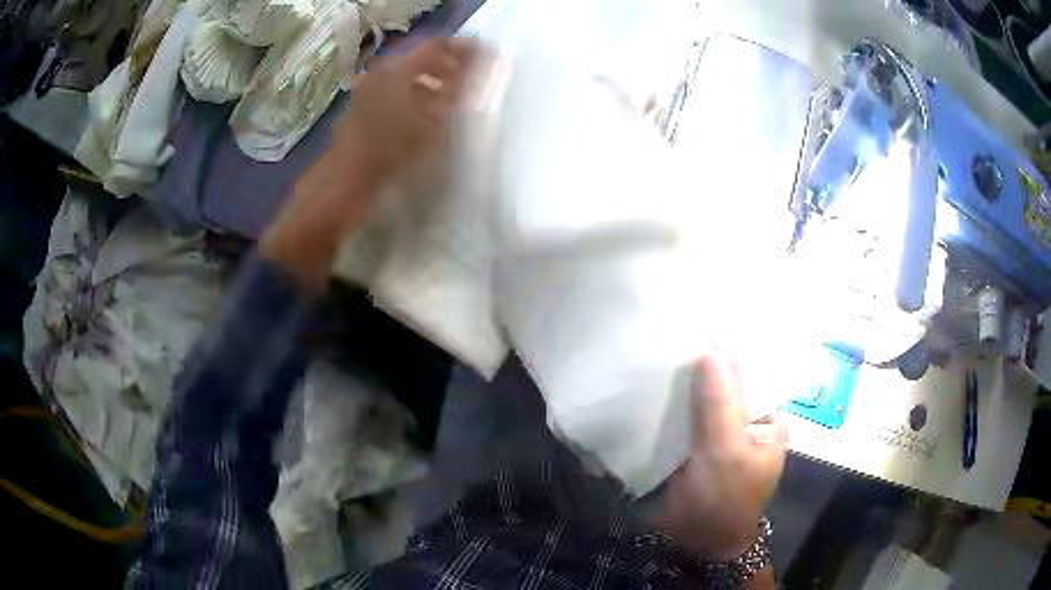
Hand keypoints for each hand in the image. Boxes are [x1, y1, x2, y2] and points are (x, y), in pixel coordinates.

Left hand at [262, 37, 481, 290]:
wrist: (346, 189)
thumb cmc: (393, 156)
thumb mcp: (435, 123)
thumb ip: (458, 90)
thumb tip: (482, 64)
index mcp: (397, 71)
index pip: (436, 47)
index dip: (464, 51)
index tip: (485, 59)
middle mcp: (378, 75)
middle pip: (419, 61)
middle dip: (446, 69)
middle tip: (468, 84)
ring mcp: (364, 94)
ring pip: (403, 79)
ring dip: (428, 85)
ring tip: (447, 104)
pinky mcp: (358, 112)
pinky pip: (390, 95)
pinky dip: (409, 99)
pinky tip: (419, 119)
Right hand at [654, 356, 788, 561]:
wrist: (695, 544)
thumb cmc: (724, 499)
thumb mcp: (727, 451)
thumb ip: (721, 405)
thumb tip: (710, 353)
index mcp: (767, 420)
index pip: (753, 374)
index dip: (729, 354)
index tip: (701, 330)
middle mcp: (745, 423)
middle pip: (724, 386)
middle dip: (701, 369)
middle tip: (671, 339)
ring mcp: (717, 436)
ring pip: (700, 401)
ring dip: (682, 387)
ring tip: (656, 356)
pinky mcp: (691, 447)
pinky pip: (682, 419)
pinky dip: (669, 407)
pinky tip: (649, 389)